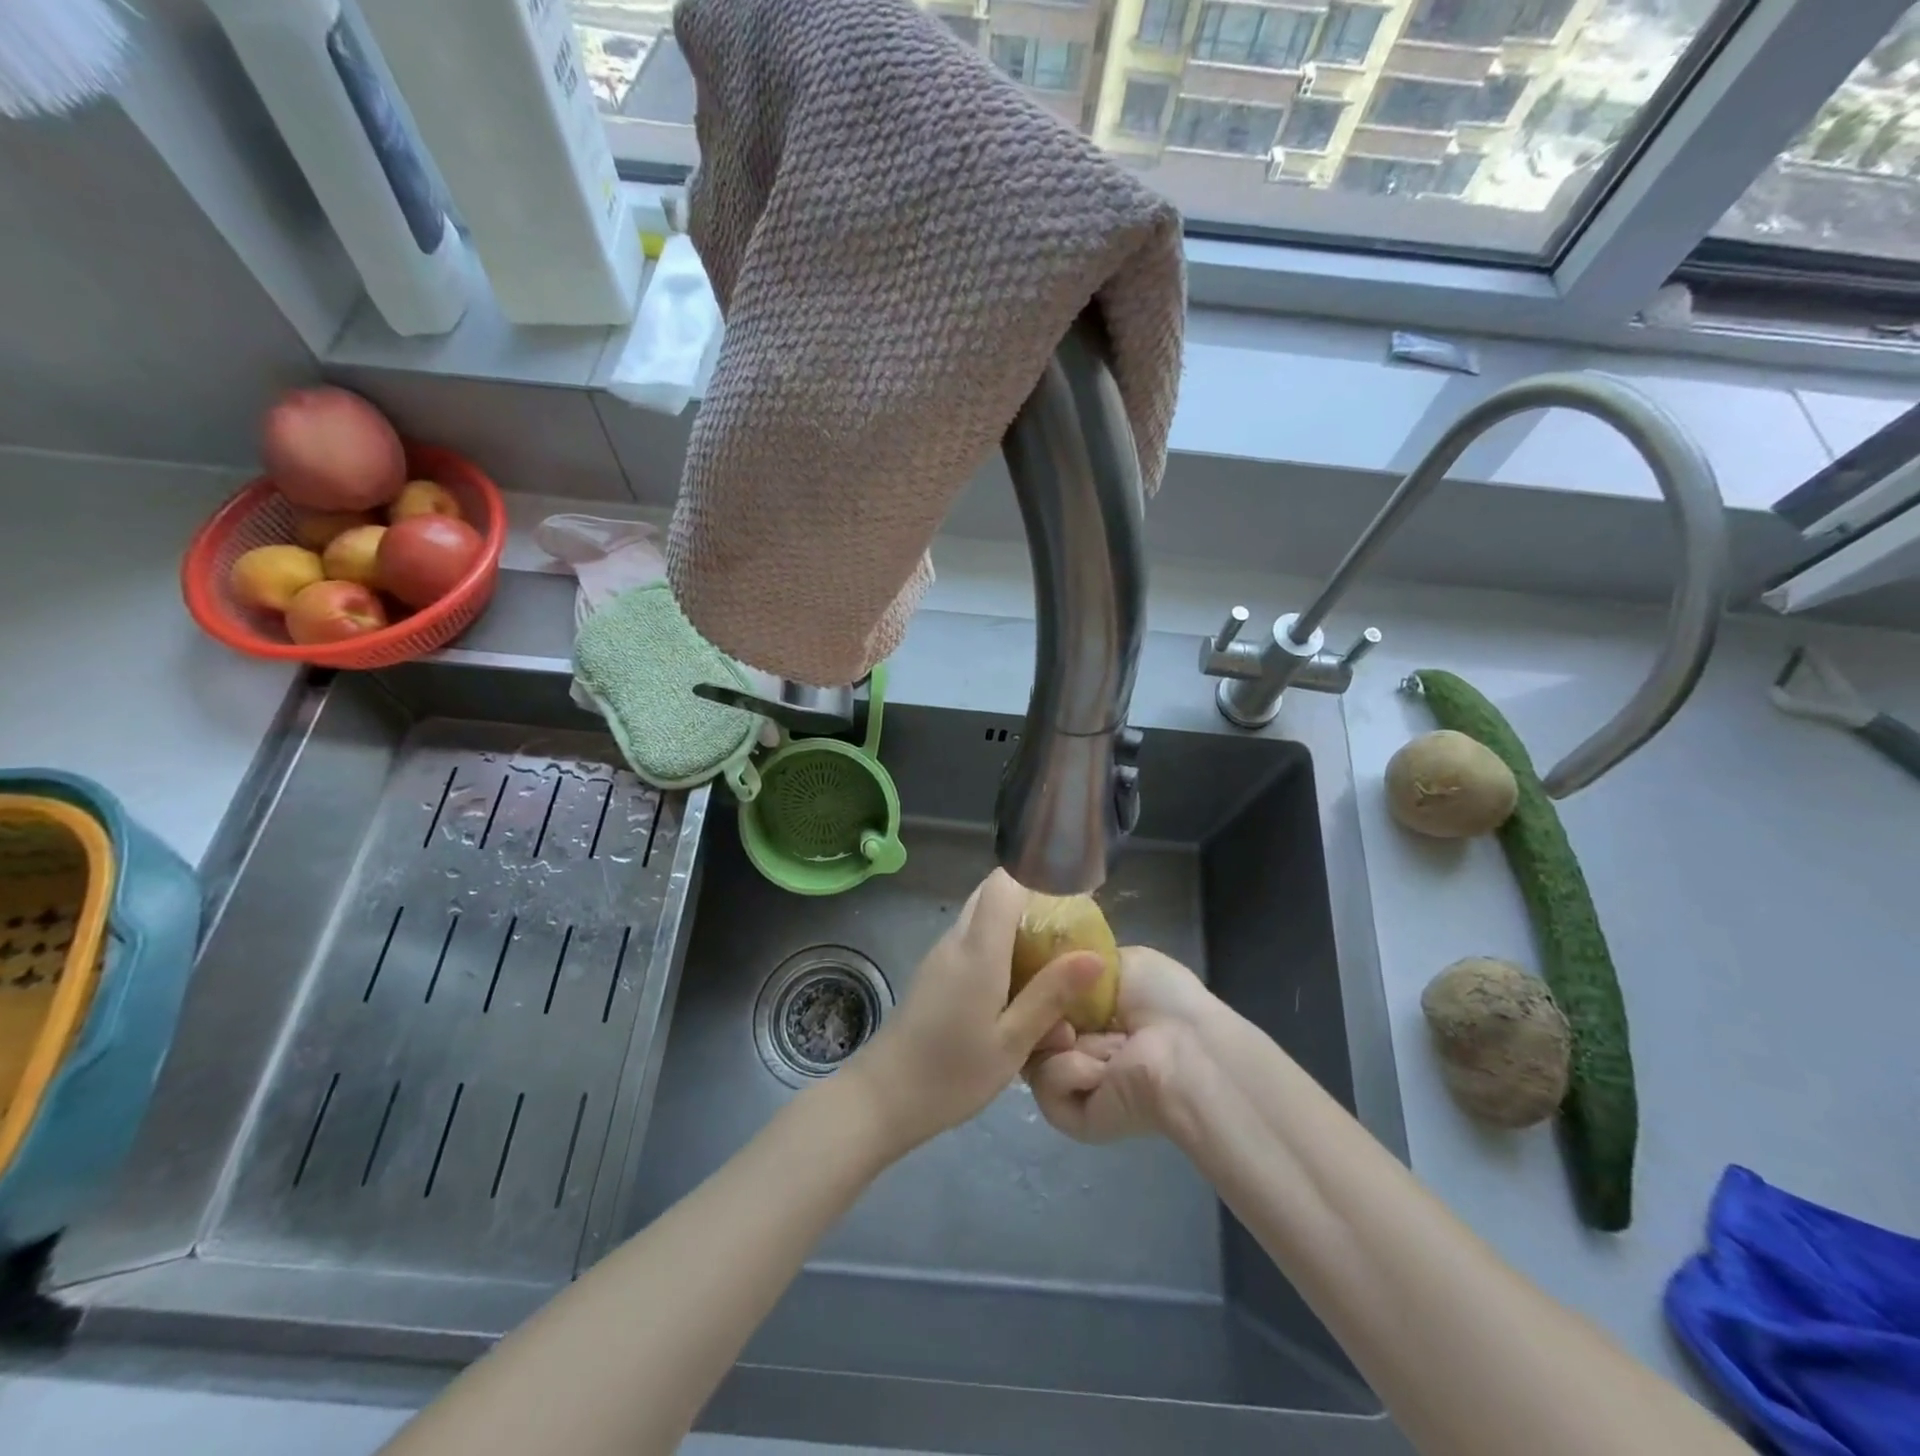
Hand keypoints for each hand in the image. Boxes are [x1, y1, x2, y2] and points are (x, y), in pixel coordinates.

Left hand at [846, 869, 1105, 1153]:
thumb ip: (1051, 994)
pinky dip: (998, 947)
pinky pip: (971, 941)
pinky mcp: (935, 972)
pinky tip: (1017, 987)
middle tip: (1068, 932)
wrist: (884, 1097)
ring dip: (1015, 926)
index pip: (1004, 881)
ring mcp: (941, 954)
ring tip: (1050, 961)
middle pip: (993, 893)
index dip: (1039, 876)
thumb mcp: (1012, 1041)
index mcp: (977, 948)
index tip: (1073, 894)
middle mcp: (956, 939)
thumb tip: (1095, 956)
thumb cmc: (953, 1073)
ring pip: (981, 917)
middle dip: (1032, 901)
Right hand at [1024, 946, 1217, 1142]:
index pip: (1046, 999)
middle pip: (1033, 1027)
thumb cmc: (1161, 998)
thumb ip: (1078, 962)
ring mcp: (1077, 1083)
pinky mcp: (1073, 1117)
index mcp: (1096, 1013)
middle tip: (1057, 1008)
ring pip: (1034, 1055)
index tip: (1037, 973)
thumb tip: (1051, 968)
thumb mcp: (1119, 960)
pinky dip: (1068, 1071)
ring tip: (1079, 1038)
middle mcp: (1084, 1046)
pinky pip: (1047, 1087)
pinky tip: (1099, 1070)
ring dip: (1056, 1041)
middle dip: (1038, 1010)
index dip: (1036, 985)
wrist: (1184, 1050)